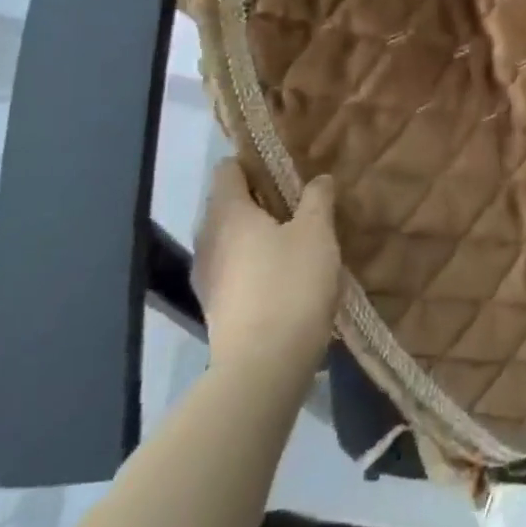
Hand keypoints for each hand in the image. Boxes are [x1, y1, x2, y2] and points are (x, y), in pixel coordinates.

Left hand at [192, 160, 341, 375]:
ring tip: (296, 235)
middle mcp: (208, 239)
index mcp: (227, 213)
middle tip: (299, 199)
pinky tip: (285, 272)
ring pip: (231, 238)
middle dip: (260, 198)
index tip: (284, 165)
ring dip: (258, 232)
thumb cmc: (290, 283)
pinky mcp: (216, 307)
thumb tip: (318, 179)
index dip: (253, 162)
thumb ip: (317, 199)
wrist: (264, 365)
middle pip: (228, 204)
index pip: (228, 170)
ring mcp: (207, 276)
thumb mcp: (316, 232)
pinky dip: (255, 261)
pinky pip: (234, 267)